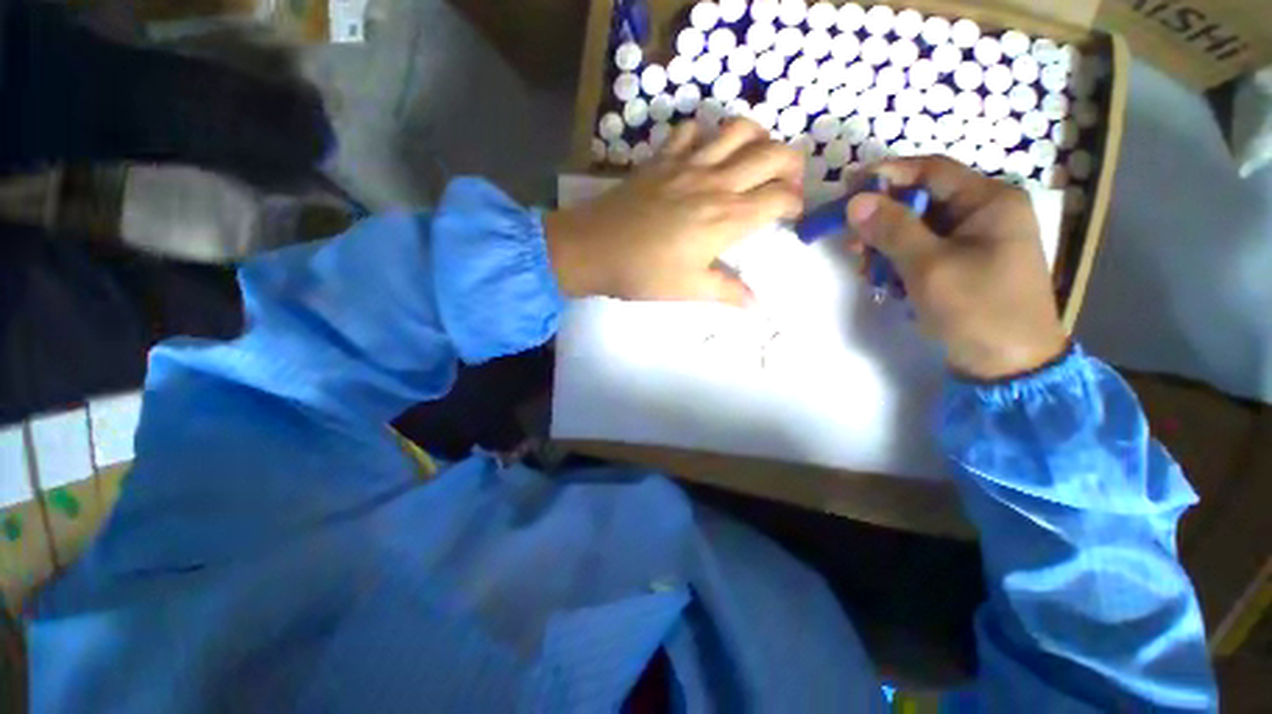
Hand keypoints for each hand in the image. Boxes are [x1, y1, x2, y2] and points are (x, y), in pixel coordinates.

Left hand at [544, 120, 803, 305]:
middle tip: (787, 182)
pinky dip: (706, 135)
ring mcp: (687, 164)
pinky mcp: (662, 158)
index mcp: (727, 218)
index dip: (795, 204)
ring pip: (738, 128)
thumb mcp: (689, 288)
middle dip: (793, 164)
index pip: (779, 198)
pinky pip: (691, 130)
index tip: (792, 216)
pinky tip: (704, 154)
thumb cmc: (644, 273)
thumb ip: (728, 292)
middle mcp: (716, 182)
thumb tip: (758, 307)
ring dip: (758, 137)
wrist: (594, 248)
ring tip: (756, 158)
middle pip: (772, 154)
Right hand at [846, 157, 1067, 379]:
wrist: (1009, 364)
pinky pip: (923, 251)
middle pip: (921, 201)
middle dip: (882, 220)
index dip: (887, 175)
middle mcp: (984, 213)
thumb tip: (855, 200)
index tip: (847, 188)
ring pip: (917, 229)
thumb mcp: (929, 267)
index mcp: (989, 201)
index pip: (931, 170)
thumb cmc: (976, 309)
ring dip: (886, 245)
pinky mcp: (964, 264)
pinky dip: (899, 262)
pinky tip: (884, 281)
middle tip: (851, 242)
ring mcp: (974, 240)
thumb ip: (892, 230)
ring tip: (866, 270)